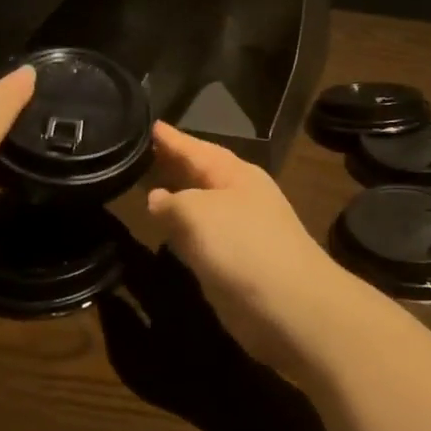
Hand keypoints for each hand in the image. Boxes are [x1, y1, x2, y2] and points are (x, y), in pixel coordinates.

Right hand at [145, 123, 382, 380]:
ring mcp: (241, 231)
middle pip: (201, 174)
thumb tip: (156, 198)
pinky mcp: (238, 264)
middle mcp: (240, 196)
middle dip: (174, 164)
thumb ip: (172, 202)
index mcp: (236, 174)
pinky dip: (185, 230)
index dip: (172, 139)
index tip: (149, 124)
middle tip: (140, 152)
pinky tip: (168, 234)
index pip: (196, 148)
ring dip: (178, 197)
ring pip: (201, 206)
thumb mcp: (198, 213)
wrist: (290, 306)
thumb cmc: (243, 247)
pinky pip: (203, 237)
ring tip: (146, 188)